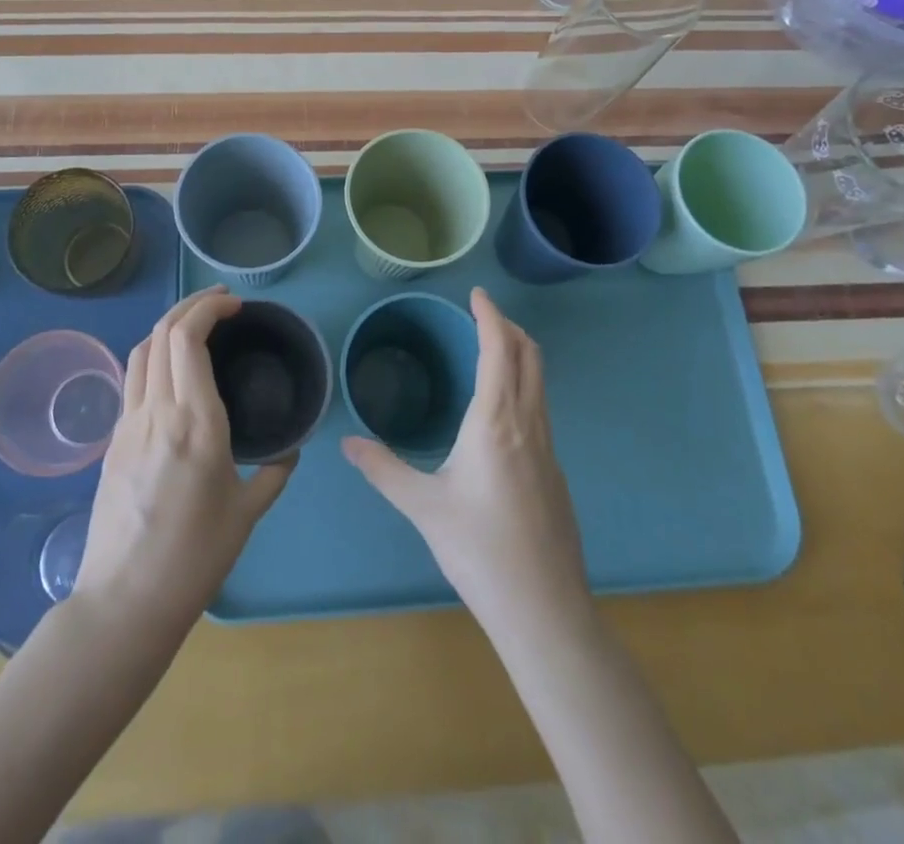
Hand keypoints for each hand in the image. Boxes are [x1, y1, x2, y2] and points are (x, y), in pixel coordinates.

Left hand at [75, 288, 294, 632]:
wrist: (124, 602)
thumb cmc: (194, 559)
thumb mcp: (246, 514)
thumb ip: (273, 472)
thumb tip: (290, 449)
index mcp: (195, 422)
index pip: (188, 338)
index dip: (209, 309)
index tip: (235, 305)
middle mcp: (157, 411)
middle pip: (162, 332)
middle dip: (191, 305)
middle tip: (221, 302)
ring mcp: (128, 424)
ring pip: (141, 351)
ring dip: (168, 326)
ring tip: (196, 326)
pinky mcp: (113, 441)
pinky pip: (132, 379)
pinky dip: (154, 356)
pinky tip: (172, 372)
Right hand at [342, 287, 589, 637]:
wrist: (544, 608)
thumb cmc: (479, 549)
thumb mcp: (423, 507)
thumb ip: (383, 469)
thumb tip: (348, 443)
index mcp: (495, 421)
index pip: (499, 349)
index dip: (490, 315)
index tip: (477, 294)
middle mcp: (527, 423)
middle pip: (530, 356)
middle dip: (509, 327)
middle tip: (482, 315)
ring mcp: (548, 447)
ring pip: (540, 382)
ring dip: (520, 354)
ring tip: (492, 351)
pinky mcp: (555, 470)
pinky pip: (541, 408)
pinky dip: (524, 385)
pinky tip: (502, 411)